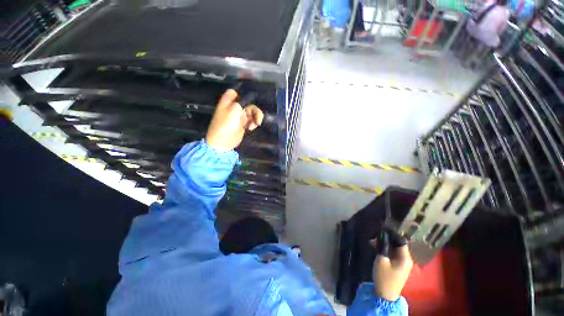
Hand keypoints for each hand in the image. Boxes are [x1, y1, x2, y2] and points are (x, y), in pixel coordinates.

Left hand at [205, 89, 263, 150]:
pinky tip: (251, 128)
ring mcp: (239, 117)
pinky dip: (253, 123)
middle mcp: (234, 108)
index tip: (250, 99)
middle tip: (257, 118)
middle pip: (247, 103)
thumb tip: (249, 96)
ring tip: (256, 124)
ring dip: (256, 117)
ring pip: (251, 113)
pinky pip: (251, 121)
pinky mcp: (243, 125)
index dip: (241, 93)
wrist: (223, 142)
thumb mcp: (234, 110)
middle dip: (254, 110)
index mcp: (228, 102)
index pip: (234, 92)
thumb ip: (242, 102)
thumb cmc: (226, 124)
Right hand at [370, 235, 413, 301]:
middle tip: (375, 235)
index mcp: (405, 258)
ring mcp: (402, 263)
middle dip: (387, 238)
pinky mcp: (398, 266)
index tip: (382, 227)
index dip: (392, 233)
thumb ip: (383, 246)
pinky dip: (385, 249)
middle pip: (398, 244)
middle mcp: (406, 259)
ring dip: (385, 244)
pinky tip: (376, 247)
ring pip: (394, 248)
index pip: (401, 240)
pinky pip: (393, 253)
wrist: (385, 294)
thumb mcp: (381, 259)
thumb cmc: (384, 276)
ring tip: (373, 241)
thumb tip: (382, 235)